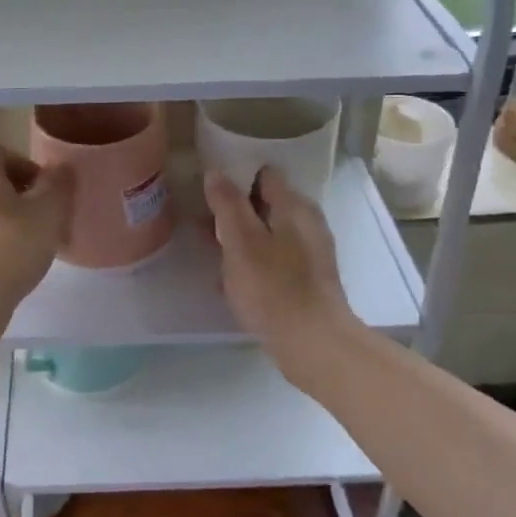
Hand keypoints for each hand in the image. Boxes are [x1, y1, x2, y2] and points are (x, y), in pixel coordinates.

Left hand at [0, 146, 72, 322]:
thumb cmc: (11, 245)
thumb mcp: (48, 210)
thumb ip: (58, 185)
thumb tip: (61, 168)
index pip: (0, 152)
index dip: (28, 165)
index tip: (48, 189)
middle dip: (24, 196)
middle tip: (49, 216)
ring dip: (14, 222)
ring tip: (39, 243)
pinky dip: (2, 245)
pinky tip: (21, 265)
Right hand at [205, 166, 355, 359]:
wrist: (313, 344)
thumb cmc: (272, 287)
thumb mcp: (241, 241)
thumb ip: (227, 204)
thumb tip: (216, 173)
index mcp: (294, 206)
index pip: (264, 174)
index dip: (235, 175)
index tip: (208, 187)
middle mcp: (307, 222)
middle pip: (266, 203)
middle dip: (234, 209)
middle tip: (202, 221)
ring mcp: (310, 252)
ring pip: (268, 232)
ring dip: (241, 238)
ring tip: (211, 251)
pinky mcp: (308, 279)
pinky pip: (274, 259)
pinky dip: (253, 262)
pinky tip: (232, 281)